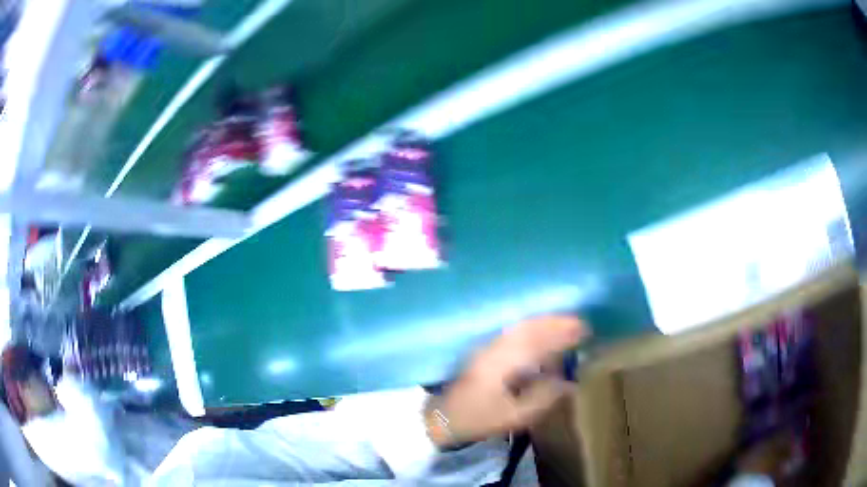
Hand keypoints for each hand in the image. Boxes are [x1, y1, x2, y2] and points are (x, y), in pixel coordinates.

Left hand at [426, 316, 587, 446]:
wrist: (444, 416)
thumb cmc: (479, 418)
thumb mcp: (515, 416)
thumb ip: (543, 398)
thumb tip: (569, 383)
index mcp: (504, 361)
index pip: (540, 339)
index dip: (563, 332)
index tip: (584, 329)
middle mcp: (497, 347)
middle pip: (531, 327)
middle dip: (557, 322)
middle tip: (580, 323)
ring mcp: (490, 347)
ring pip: (522, 327)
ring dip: (545, 323)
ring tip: (566, 325)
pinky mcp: (486, 351)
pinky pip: (515, 333)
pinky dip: (533, 329)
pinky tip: (542, 335)